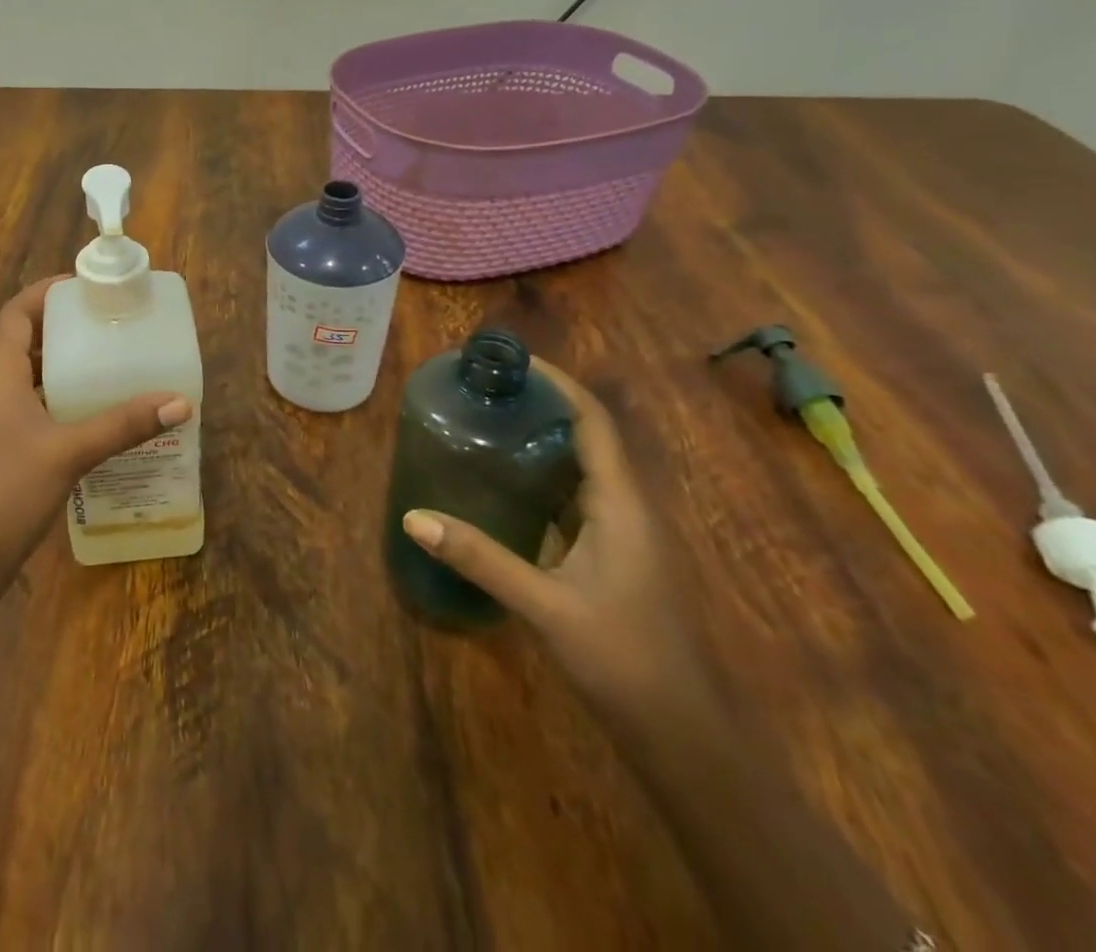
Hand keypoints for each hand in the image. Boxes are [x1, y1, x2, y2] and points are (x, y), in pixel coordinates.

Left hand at [0, 278, 191, 591]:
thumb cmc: (9, 491)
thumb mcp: (70, 452)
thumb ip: (123, 425)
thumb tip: (180, 402)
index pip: (15, 314)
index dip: (45, 292)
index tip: (84, 286)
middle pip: (22, 340)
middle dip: (61, 326)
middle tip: (106, 321)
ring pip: (27, 375)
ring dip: (60, 362)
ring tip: (106, 359)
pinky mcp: (0, 447)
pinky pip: (31, 404)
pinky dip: (58, 396)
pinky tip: (91, 411)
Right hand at [400, 359, 714, 718]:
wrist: (681, 734)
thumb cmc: (622, 658)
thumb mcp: (544, 605)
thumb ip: (479, 557)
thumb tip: (414, 516)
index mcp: (622, 505)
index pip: (594, 423)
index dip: (559, 384)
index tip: (514, 361)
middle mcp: (628, 509)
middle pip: (589, 438)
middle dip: (543, 406)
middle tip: (488, 390)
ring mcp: (624, 536)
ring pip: (583, 469)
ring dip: (544, 441)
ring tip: (490, 423)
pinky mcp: (613, 558)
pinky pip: (577, 499)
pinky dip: (544, 479)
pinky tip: (506, 486)